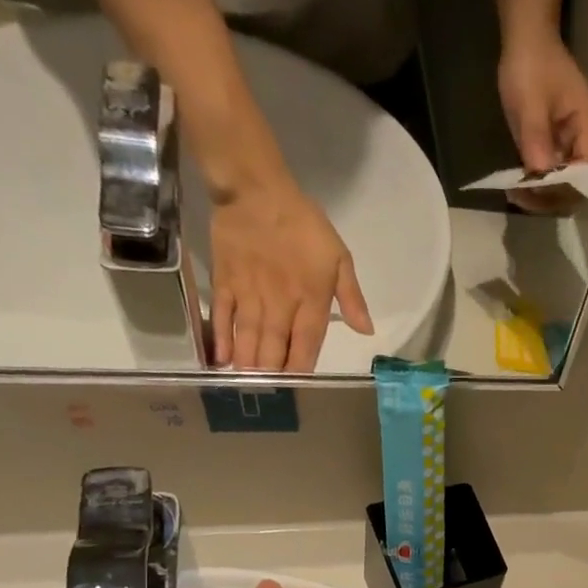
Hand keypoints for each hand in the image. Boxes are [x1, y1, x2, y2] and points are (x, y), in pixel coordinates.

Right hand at [208, 178, 373, 371]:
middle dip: (271, 374)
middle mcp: (280, 303)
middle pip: (274, 348)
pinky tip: (220, 359)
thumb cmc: (304, 224)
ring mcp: (249, 294)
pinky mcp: (224, 282)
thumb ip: (352, 297)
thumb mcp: (340, 257)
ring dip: (248, 364)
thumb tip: (367, 331)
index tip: (297, 389)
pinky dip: (221, 339)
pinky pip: (222, 317)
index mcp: (311, 300)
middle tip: (268, 396)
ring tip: (246, 386)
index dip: (301, 368)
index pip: (307, 344)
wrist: (256, 190)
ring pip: (249, 338)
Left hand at [497, 33, 587, 212]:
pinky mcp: (550, 140)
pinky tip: (515, 186)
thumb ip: (537, 137)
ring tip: (515, 196)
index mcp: (587, 126)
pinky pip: (545, 168)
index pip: (586, 171)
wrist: (524, 33)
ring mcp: (566, 141)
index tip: (540, 193)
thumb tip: (540, 176)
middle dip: (551, 194)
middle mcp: (581, 138)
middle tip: (522, 199)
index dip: (566, 187)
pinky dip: (533, 179)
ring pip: (559, 179)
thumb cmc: (531, 61)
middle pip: (574, 181)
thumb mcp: (531, 101)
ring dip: (540, 191)